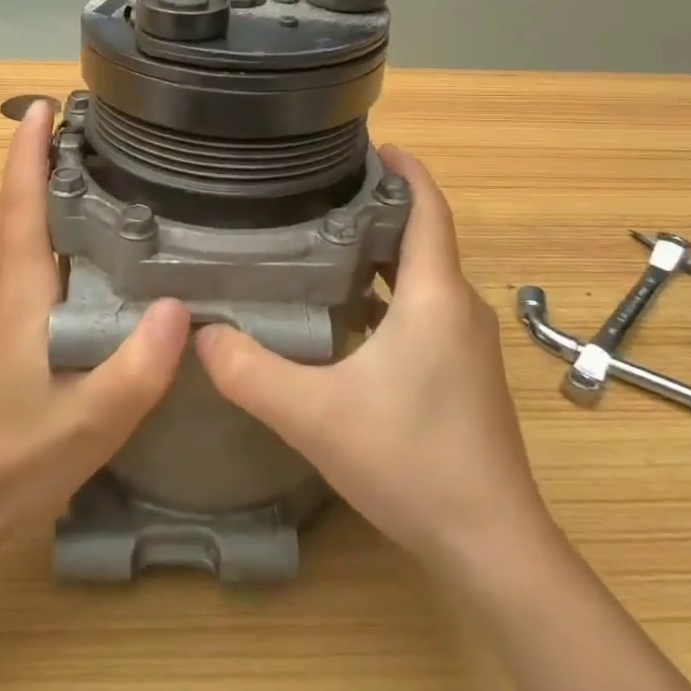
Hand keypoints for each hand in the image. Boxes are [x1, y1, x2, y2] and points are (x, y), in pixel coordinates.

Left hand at [0, 102, 188, 549]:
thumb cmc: (10, 464)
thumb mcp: (90, 424)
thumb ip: (138, 367)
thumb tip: (182, 306)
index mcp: (14, 297)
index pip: (19, 205)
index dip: (27, 153)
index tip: (39, 106)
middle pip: (7, 212)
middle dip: (33, 166)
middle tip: (81, 138)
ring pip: (3, 241)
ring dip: (30, 202)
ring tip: (81, 187)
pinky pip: (4, 268)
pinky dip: (29, 240)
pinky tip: (67, 263)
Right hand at [194, 147, 547, 569]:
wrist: (490, 545)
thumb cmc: (410, 461)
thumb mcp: (313, 415)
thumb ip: (249, 371)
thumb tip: (200, 335)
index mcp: (434, 296)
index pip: (428, 209)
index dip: (406, 171)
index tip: (372, 145)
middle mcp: (458, 309)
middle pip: (423, 237)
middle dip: (379, 208)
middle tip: (320, 194)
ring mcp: (466, 344)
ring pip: (423, 277)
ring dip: (382, 254)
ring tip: (323, 243)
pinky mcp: (464, 374)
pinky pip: (426, 310)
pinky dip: (390, 294)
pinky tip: (347, 315)